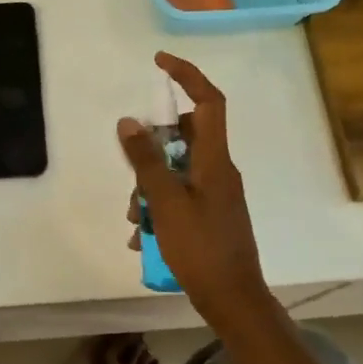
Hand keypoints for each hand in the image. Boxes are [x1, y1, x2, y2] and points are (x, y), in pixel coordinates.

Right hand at [118, 53, 267, 319]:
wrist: (233, 300)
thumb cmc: (201, 249)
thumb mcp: (166, 203)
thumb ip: (145, 161)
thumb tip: (129, 121)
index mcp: (216, 160)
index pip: (209, 102)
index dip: (187, 76)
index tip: (159, 62)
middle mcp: (219, 171)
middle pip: (184, 138)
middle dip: (151, 151)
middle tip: (132, 172)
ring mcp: (216, 194)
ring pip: (176, 171)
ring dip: (149, 188)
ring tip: (135, 220)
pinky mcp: (210, 215)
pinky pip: (179, 197)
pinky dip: (158, 209)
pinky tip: (142, 237)